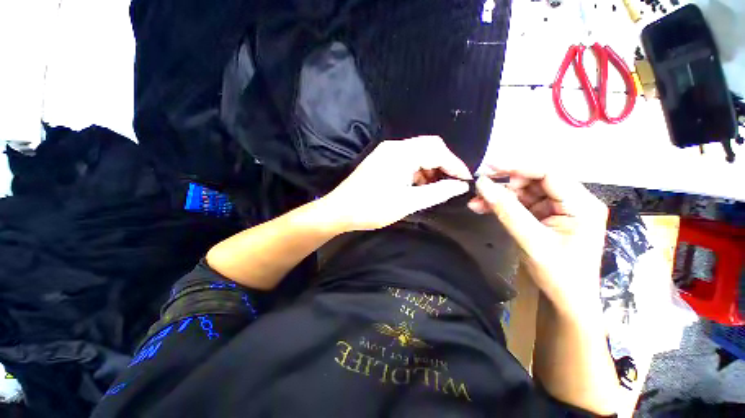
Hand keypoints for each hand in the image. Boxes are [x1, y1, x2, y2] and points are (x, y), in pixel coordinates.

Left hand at [320, 136, 471, 231]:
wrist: (340, 210)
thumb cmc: (373, 208)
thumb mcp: (408, 202)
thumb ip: (437, 192)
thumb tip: (460, 186)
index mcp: (402, 153)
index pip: (438, 151)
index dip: (455, 165)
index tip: (465, 181)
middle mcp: (395, 146)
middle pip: (429, 147)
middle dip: (444, 165)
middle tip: (451, 183)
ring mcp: (386, 152)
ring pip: (418, 153)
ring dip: (430, 168)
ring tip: (435, 187)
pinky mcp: (382, 160)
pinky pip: (407, 159)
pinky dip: (417, 170)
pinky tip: (418, 185)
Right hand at [468, 166, 607, 317]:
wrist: (567, 300)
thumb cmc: (559, 275)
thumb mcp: (531, 241)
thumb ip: (506, 211)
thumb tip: (482, 184)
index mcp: (582, 204)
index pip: (549, 174)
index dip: (517, 167)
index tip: (489, 167)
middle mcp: (573, 201)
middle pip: (534, 181)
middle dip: (504, 185)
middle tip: (479, 189)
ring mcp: (559, 209)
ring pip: (524, 192)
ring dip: (499, 197)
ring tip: (476, 203)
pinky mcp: (546, 216)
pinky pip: (521, 204)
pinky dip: (502, 206)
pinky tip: (483, 208)